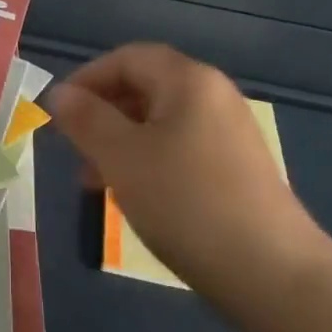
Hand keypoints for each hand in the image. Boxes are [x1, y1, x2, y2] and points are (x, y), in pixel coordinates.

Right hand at [49, 43, 330, 313]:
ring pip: (161, 122)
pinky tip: (137, 196)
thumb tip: (60, 93)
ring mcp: (230, 132)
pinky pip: (181, 147)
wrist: (272, 273)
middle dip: (103, 114)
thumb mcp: (122, 157)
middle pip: (145, 87)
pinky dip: (150, 160)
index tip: (58, 113)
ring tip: (97, 181)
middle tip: (74, 150)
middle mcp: (214, 95)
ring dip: (122, 142)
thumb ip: (86, 119)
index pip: (127, 58)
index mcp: (188, 80)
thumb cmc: (185, 202)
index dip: (87, 78)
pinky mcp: (238, 167)